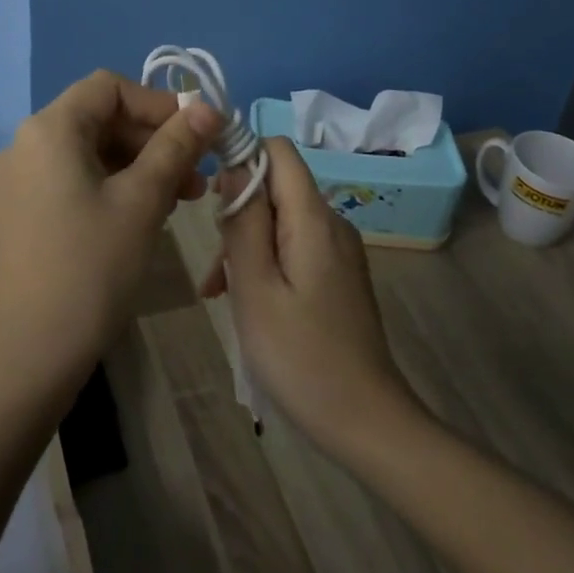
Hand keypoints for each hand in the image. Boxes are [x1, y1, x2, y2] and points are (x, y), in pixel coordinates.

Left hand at [0, 70, 219, 397]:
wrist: (29, 355)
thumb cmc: (91, 268)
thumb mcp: (142, 201)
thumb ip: (176, 146)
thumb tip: (207, 107)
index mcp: (49, 129)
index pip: (109, 88)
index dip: (158, 103)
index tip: (198, 135)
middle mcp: (25, 144)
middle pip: (99, 118)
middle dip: (154, 139)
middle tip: (199, 175)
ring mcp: (18, 181)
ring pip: (90, 152)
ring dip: (139, 165)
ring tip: (183, 198)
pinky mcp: (21, 213)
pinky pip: (73, 180)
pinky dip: (113, 186)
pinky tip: (146, 214)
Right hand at [217, 138, 422, 454]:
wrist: (366, 422)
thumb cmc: (300, 357)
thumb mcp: (256, 288)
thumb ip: (244, 222)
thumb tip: (234, 165)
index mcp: (314, 219)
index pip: (279, 151)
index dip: (241, 154)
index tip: (207, 191)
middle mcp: (332, 224)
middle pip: (276, 187)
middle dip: (237, 212)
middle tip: (213, 266)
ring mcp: (339, 252)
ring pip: (281, 221)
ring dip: (246, 245)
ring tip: (218, 293)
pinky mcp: (338, 276)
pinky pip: (294, 248)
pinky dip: (265, 263)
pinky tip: (247, 302)